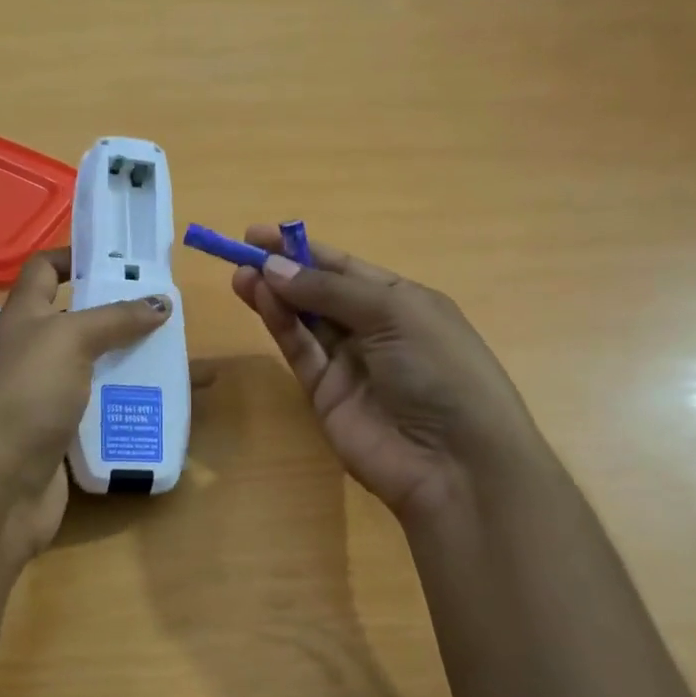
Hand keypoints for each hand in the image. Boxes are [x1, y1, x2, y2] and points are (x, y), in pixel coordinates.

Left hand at [0, 249, 170, 564]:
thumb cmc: (26, 396)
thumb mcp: (69, 341)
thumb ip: (115, 318)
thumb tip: (160, 301)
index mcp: (24, 317)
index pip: (44, 269)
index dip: (75, 256)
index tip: (120, 258)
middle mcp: (34, 352)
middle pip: (83, 321)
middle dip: (125, 316)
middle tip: (172, 315)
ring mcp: (48, 396)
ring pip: (100, 369)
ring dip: (138, 364)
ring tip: (186, 364)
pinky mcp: (65, 435)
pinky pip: (105, 411)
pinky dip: (133, 406)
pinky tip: (170, 409)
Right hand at [228, 227, 539, 522]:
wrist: (454, 462)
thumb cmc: (440, 370)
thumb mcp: (394, 314)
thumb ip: (330, 291)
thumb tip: (274, 268)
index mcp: (403, 302)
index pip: (346, 268)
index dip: (305, 249)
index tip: (261, 234)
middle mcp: (374, 329)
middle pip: (320, 292)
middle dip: (284, 270)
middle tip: (242, 251)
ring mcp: (348, 363)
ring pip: (304, 320)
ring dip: (274, 295)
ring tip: (241, 274)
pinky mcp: (325, 394)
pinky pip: (300, 351)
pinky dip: (280, 325)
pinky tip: (261, 300)